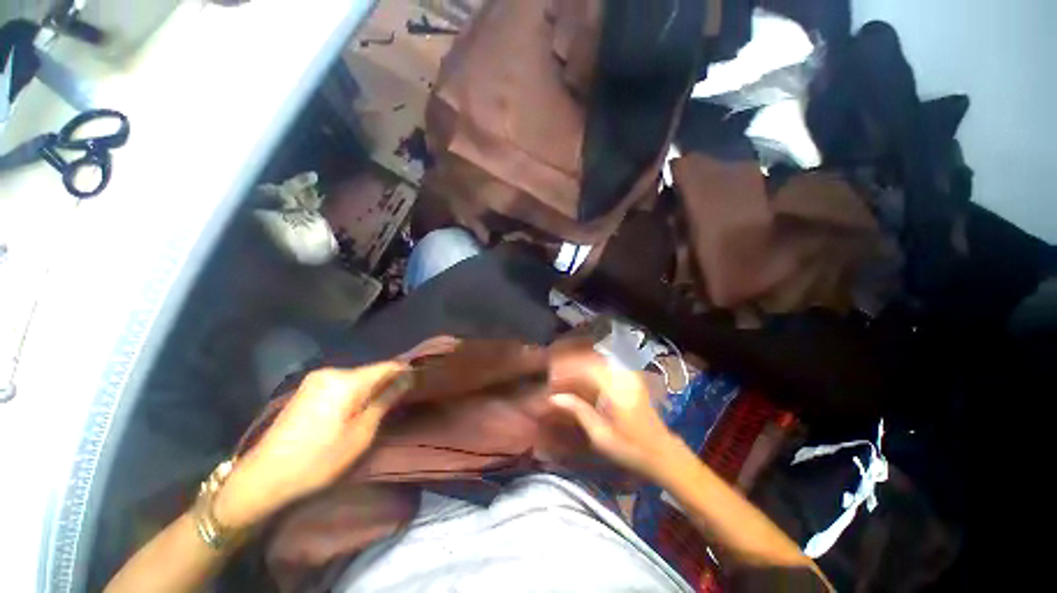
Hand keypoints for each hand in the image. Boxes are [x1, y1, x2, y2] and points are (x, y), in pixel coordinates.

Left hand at [215, 363, 410, 528]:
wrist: (263, 477)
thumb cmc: (318, 459)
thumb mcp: (360, 434)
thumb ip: (385, 400)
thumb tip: (407, 378)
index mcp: (346, 380)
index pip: (387, 366)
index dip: (405, 372)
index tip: (419, 382)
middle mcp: (331, 372)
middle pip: (371, 371)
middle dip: (388, 382)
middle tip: (400, 401)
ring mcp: (316, 379)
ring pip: (357, 378)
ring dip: (371, 388)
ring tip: (381, 406)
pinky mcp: (307, 389)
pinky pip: (342, 384)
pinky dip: (354, 392)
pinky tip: (355, 409)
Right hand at [549, 353, 688, 483]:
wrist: (662, 452)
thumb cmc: (630, 449)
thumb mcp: (600, 435)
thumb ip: (578, 411)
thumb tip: (553, 397)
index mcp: (616, 389)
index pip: (585, 368)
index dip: (565, 369)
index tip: (550, 378)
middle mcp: (623, 375)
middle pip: (589, 358)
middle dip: (569, 363)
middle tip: (553, 374)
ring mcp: (628, 374)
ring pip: (596, 358)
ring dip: (577, 364)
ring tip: (563, 375)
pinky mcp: (629, 377)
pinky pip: (603, 364)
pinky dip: (588, 367)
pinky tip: (579, 377)